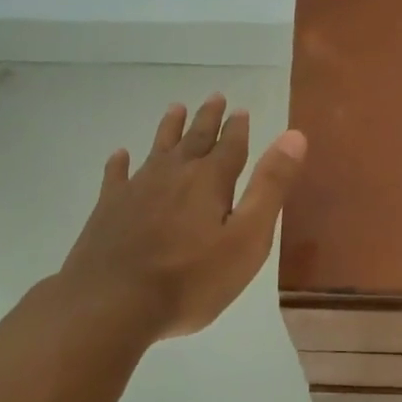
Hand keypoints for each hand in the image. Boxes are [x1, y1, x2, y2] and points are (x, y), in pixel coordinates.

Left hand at [60, 95, 306, 339]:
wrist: (112, 304)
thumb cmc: (191, 280)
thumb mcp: (247, 239)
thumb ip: (270, 187)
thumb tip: (294, 136)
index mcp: (209, 181)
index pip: (230, 146)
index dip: (238, 128)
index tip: (241, 109)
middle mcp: (173, 175)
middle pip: (194, 139)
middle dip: (207, 119)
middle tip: (214, 97)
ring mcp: (136, 190)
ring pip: (157, 150)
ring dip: (169, 129)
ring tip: (175, 108)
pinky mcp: (108, 209)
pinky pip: (116, 176)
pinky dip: (120, 163)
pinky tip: (120, 156)